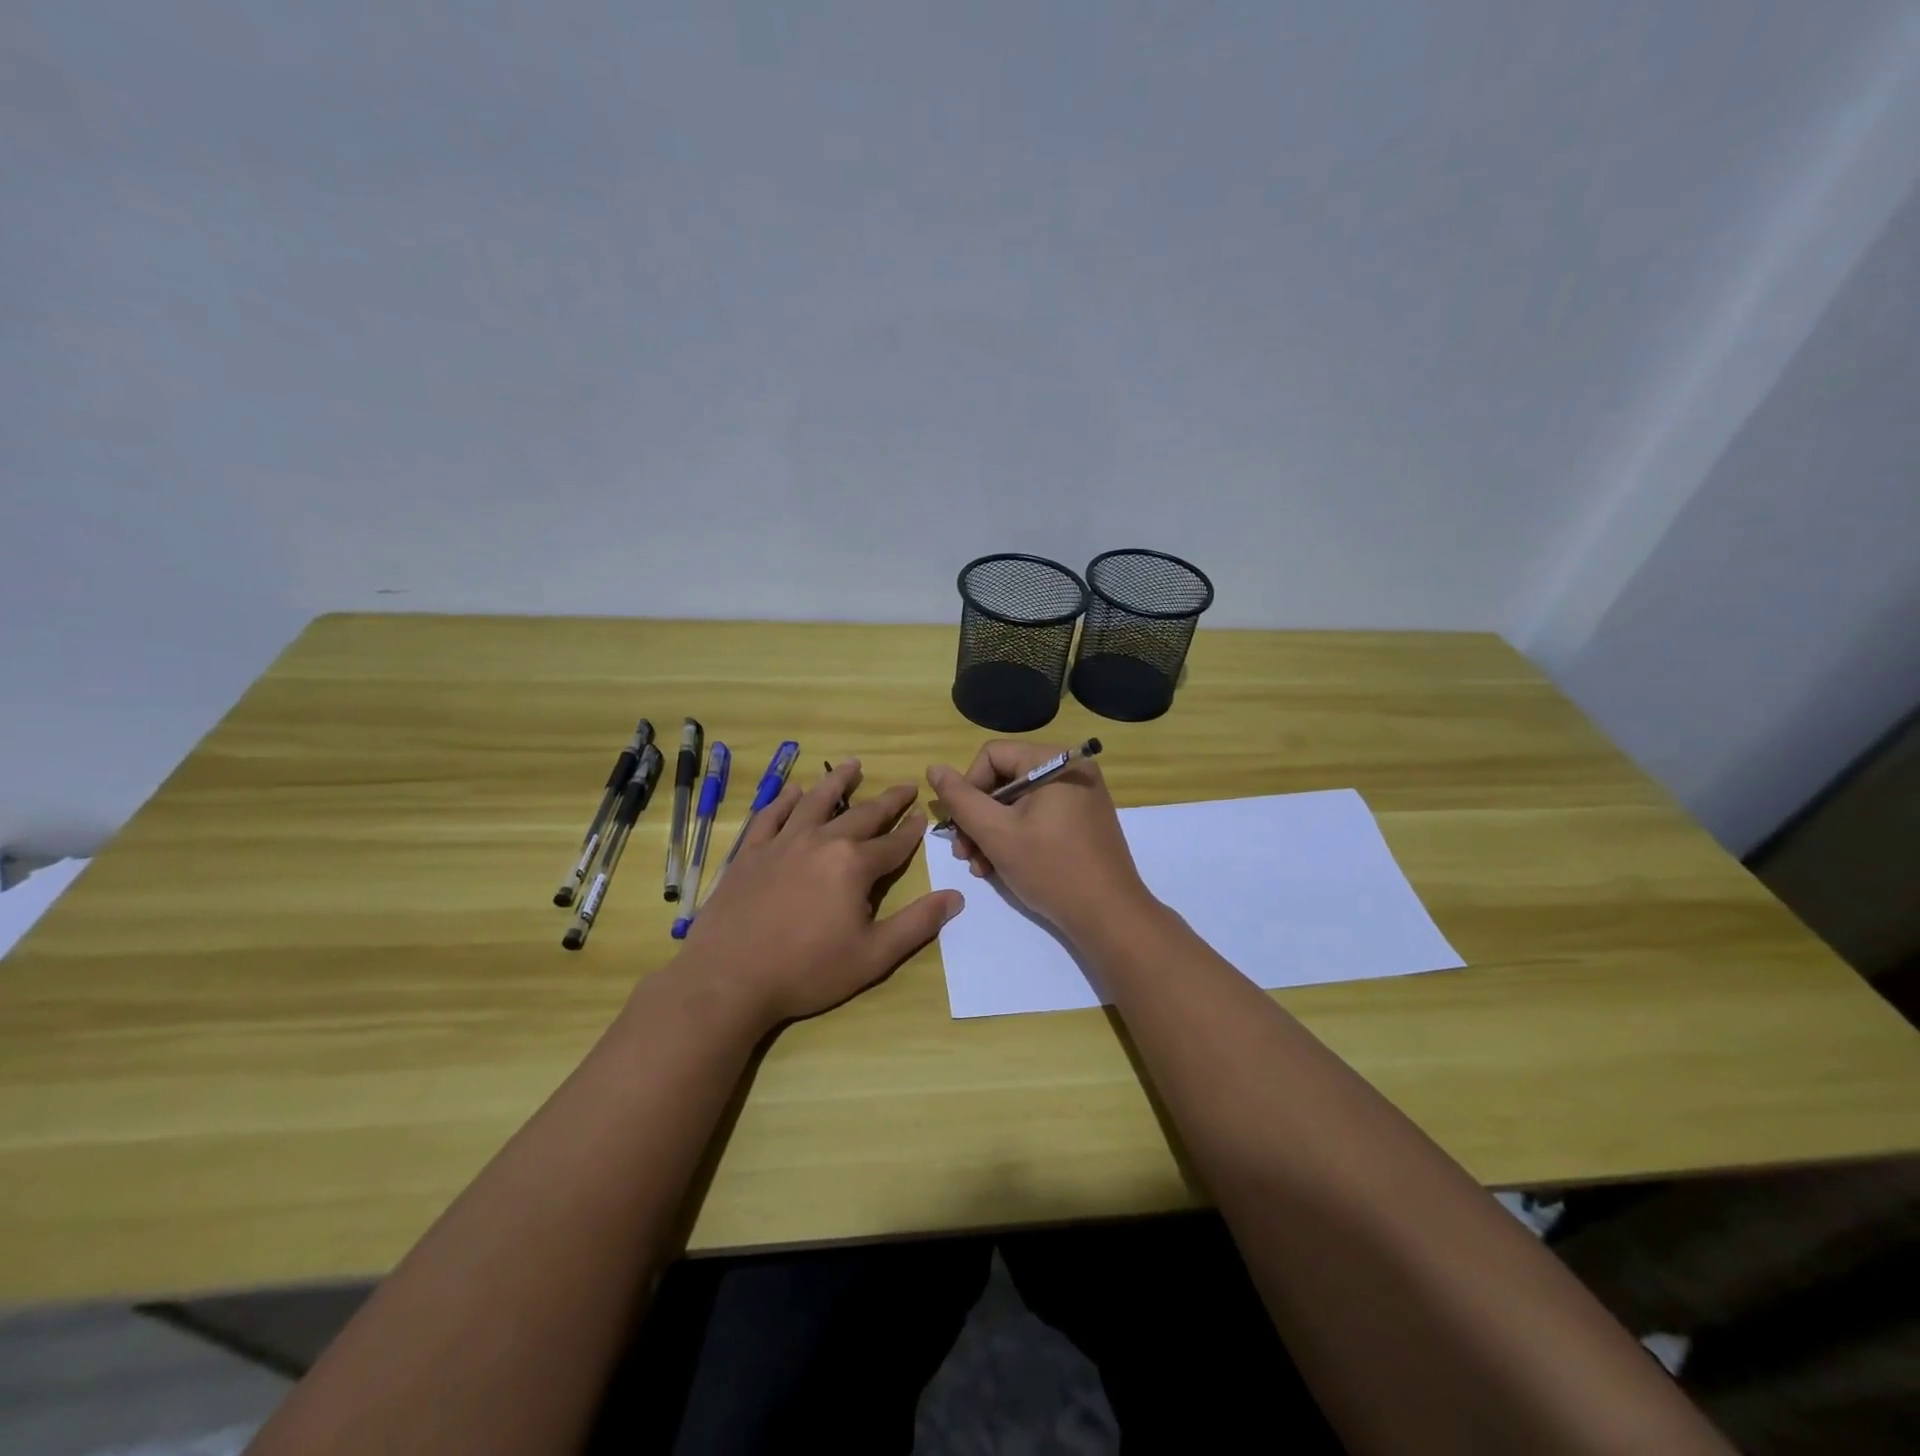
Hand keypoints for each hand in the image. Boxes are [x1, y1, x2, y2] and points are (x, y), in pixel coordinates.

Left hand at [680, 760, 961, 1027]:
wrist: (728, 978)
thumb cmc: (807, 970)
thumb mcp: (873, 956)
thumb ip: (917, 924)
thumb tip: (956, 897)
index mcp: (854, 865)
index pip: (893, 843)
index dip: (912, 831)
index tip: (923, 815)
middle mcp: (821, 842)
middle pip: (862, 815)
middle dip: (888, 800)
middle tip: (905, 786)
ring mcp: (782, 842)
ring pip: (816, 802)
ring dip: (838, 782)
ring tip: (853, 765)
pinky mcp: (751, 852)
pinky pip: (771, 815)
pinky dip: (785, 799)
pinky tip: (793, 790)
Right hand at [927, 741, 1153, 941]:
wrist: (1109, 916)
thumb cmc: (1051, 868)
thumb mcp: (996, 833)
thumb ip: (960, 799)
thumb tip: (934, 768)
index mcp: (1055, 760)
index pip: (992, 756)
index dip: (968, 789)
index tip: (961, 827)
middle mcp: (1071, 769)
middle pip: (1004, 779)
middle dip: (978, 818)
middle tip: (964, 854)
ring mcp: (1081, 796)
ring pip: (1018, 802)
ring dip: (991, 832)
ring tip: (980, 867)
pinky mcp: (1084, 821)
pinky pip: (1039, 817)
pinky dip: (1016, 838)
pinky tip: (1000, 867)